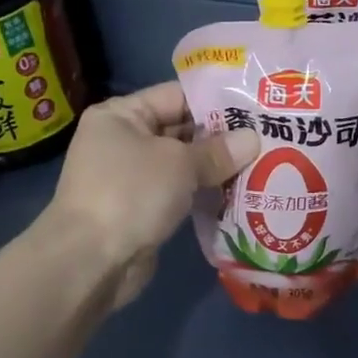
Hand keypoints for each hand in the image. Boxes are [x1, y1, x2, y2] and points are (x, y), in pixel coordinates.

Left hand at [47, 83, 260, 307]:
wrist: (90, 262)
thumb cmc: (131, 194)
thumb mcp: (180, 163)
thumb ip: (218, 150)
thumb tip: (254, 139)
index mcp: (121, 115)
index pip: (176, 96)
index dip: (216, 101)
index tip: (255, 107)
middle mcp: (122, 140)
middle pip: (181, 129)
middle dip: (221, 137)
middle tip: (267, 137)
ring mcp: (131, 177)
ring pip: (183, 164)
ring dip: (216, 168)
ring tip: (262, 164)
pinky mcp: (141, 209)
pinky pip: (179, 192)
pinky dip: (204, 192)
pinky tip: (239, 193)